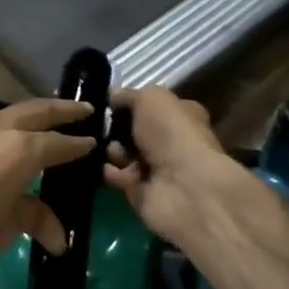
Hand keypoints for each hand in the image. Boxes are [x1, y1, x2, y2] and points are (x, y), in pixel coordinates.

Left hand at [0, 99, 95, 288]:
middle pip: (36, 110)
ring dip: (28, 115)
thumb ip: (35, 218)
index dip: (78, 144)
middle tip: (84, 109)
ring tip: (45, 122)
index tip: (94, 141)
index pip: (59, 142)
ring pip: (7, 114)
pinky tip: (3, 142)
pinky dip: (2, 128)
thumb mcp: (6, 227)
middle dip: (61, 110)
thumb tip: (60, 237)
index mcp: (20, 148)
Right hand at [102, 86, 242, 244]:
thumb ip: (129, 95)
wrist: (184, 188)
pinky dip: (112, 173)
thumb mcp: (151, 98)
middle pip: (134, 132)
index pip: (152, 107)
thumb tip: (112, 96)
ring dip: (113, 151)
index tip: (108, 103)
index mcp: (181, 116)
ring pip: (124, 155)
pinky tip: (111, 169)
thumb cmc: (171, 133)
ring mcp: (158, 170)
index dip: (131, 104)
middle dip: (116, 129)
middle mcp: (171, 142)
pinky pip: (120, 179)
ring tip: (114, 151)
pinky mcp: (143, 193)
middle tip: (103, 127)